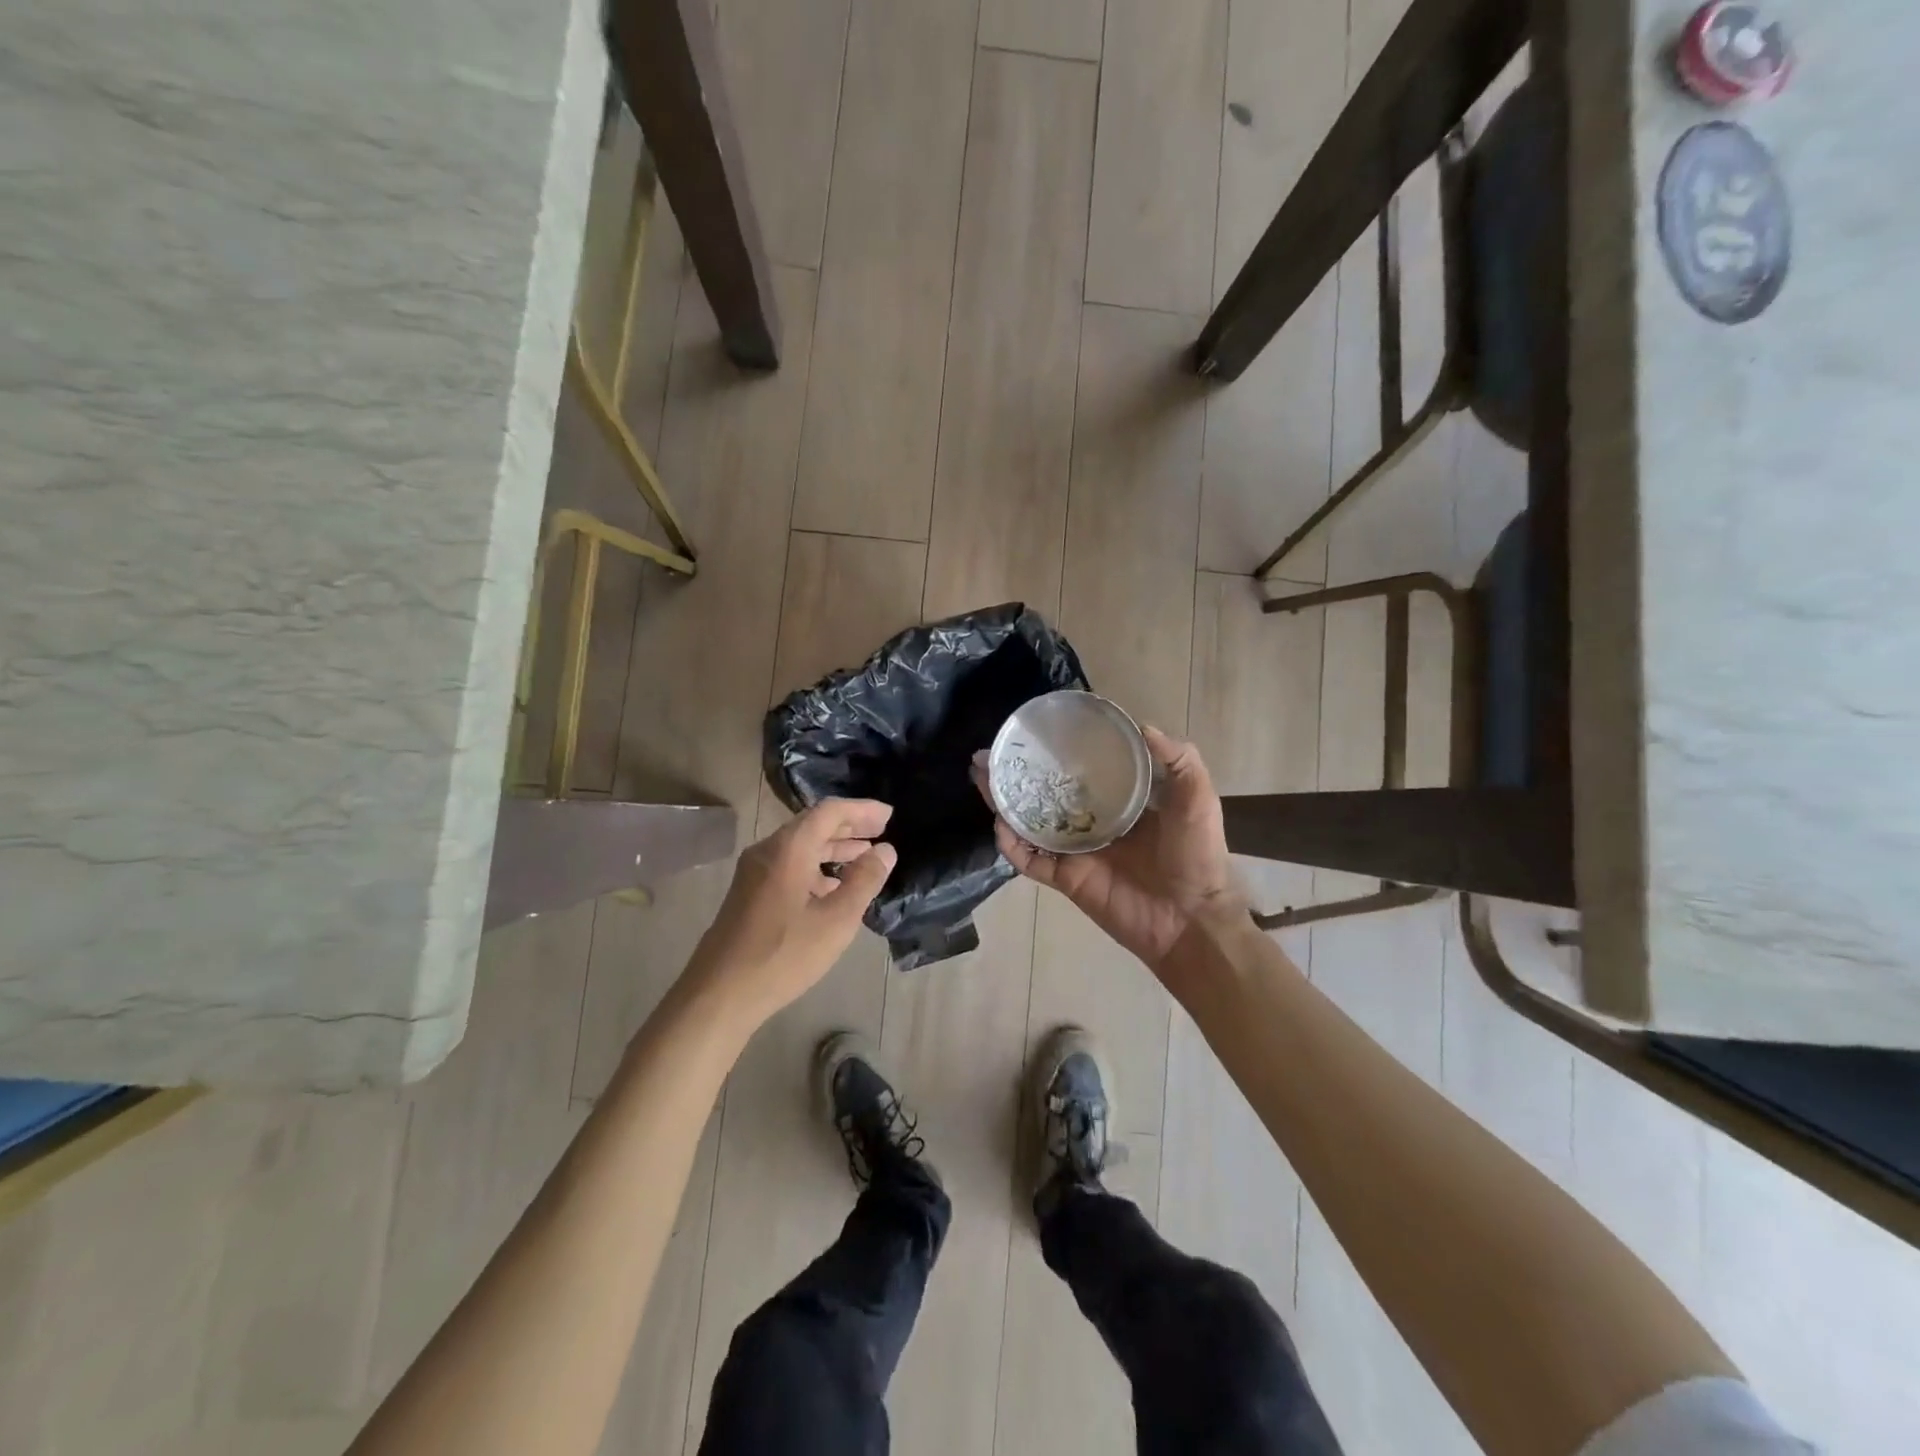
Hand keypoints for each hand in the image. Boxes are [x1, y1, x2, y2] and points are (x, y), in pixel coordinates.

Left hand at [687, 799, 896, 1025]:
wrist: (718, 994)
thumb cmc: (782, 955)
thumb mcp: (836, 921)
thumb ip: (864, 881)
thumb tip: (885, 850)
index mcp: (788, 849)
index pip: (829, 811)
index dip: (862, 809)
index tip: (889, 815)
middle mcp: (768, 851)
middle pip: (813, 824)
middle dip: (849, 825)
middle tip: (883, 830)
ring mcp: (754, 872)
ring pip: (800, 846)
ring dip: (834, 847)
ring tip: (865, 856)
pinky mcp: (749, 892)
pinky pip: (789, 864)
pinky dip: (816, 866)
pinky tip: (833, 886)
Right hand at [981, 727, 1243, 968]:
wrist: (1191, 920)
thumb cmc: (1196, 856)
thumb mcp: (1198, 798)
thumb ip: (1179, 761)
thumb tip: (1141, 725)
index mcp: (1120, 801)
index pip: (1081, 770)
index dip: (1057, 751)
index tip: (1035, 730)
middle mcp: (1091, 822)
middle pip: (1044, 792)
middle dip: (1016, 773)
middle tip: (990, 752)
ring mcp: (1075, 851)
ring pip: (1029, 822)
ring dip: (1004, 801)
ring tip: (981, 776)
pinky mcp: (1066, 878)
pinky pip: (1031, 860)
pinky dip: (1012, 845)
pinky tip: (1000, 823)